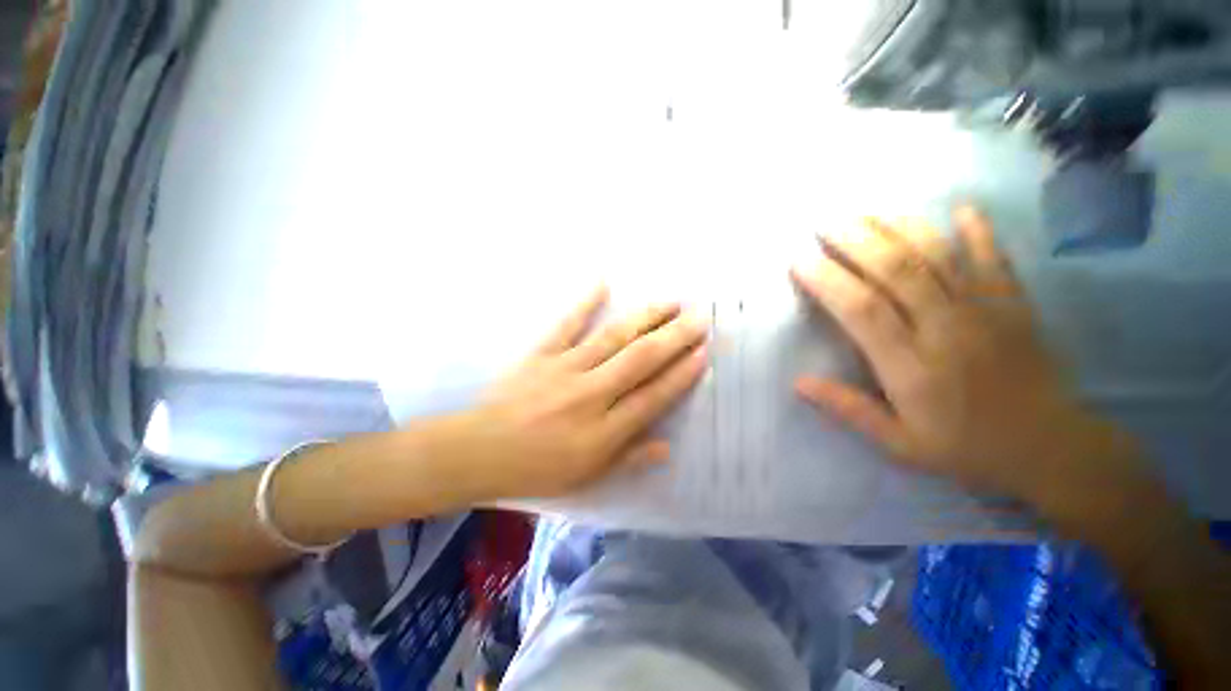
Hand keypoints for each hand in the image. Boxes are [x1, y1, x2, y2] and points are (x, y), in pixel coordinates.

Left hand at [450, 287, 708, 499]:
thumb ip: (628, 459)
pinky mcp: (541, 354)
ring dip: (644, 317)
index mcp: (603, 431)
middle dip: (674, 338)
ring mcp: (565, 369)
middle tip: (699, 317)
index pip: (653, 397)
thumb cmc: (537, 470)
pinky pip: (566, 324)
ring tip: (669, 301)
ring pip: (613, 338)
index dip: (681, 375)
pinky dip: (584, 302)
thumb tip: (666, 448)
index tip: (703, 354)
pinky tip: (602, 281)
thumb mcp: (587, 477)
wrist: (479, 452)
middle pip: (640, 361)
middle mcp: (590, 395)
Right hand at [790, 206, 1126, 503]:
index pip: (862, 311)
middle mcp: (946, 328)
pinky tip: (961, 207)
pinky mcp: (1015, 305)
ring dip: (900, 227)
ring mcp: (985, 311)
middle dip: (856, 241)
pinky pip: (996, 259)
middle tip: (825, 222)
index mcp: (912, 367)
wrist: (1051, 451)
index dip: (828, 281)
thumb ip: (849, 410)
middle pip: (896, 271)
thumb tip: (799, 383)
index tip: (800, 261)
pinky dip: (979, 230)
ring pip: (939, 256)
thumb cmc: (967, 449)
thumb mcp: (899, 444)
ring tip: (868, 211)